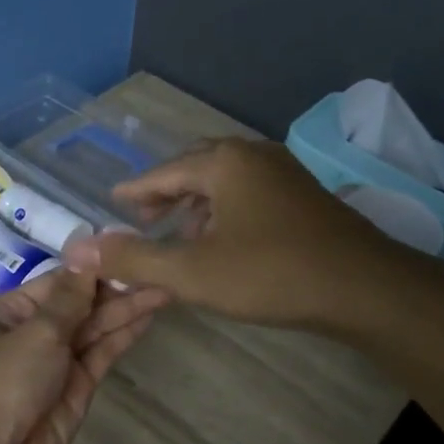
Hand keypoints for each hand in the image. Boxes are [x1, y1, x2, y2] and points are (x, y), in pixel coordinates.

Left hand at [0, 267, 164, 443]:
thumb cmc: (1, 383)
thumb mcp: (36, 333)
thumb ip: (69, 297)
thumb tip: (85, 250)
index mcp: (10, 312)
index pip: (59, 282)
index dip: (94, 268)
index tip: (130, 251)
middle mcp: (32, 333)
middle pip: (79, 305)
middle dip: (116, 289)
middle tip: (159, 270)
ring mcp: (55, 363)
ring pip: (94, 330)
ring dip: (126, 311)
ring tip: (164, 288)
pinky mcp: (75, 390)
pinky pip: (100, 356)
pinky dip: (122, 338)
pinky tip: (147, 319)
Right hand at [63, 138, 420, 332]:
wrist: (364, 287)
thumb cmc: (271, 274)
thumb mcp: (191, 272)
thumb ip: (133, 259)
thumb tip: (80, 249)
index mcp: (223, 163)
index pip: (163, 172)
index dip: (135, 190)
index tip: (113, 202)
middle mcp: (254, 156)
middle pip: (196, 166)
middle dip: (166, 192)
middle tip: (143, 218)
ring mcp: (285, 173)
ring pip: (226, 180)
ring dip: (197, 203)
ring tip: (180, 234)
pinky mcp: (305, 196)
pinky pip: (250, 192)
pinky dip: (226, 209)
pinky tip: (225, 241)